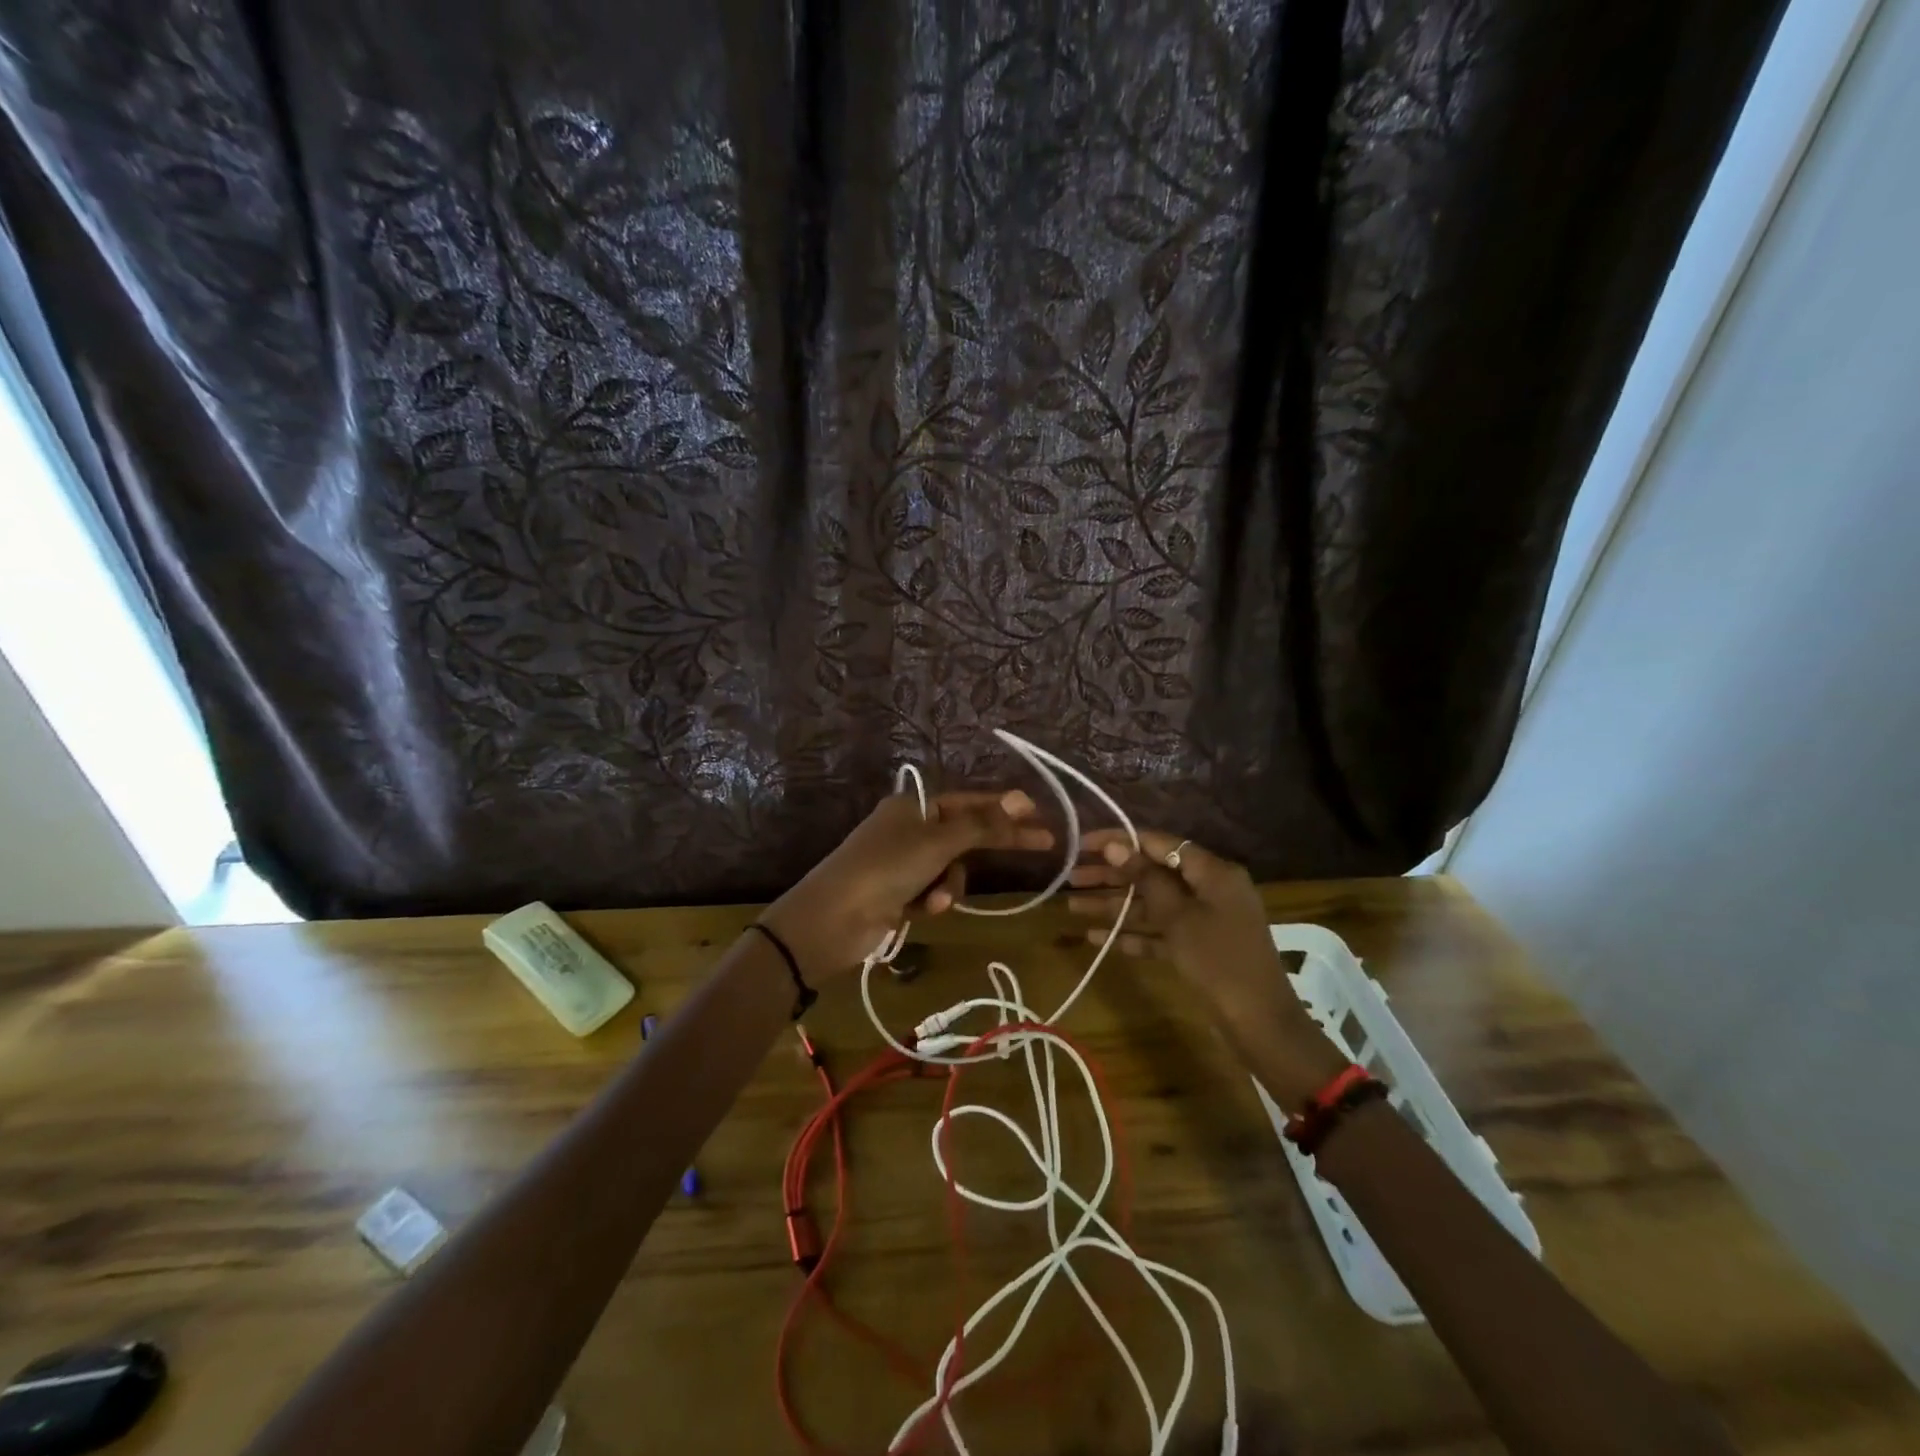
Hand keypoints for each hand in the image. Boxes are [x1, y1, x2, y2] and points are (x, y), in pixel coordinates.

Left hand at [762, 790, 1053, 981]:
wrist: (832, 919)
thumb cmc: (886, 868)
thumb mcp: (938, 842)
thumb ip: (983, 824)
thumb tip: (1022, 799)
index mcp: (915, 806)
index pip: (972, 801)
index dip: (1007, 807)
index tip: (1041, 815)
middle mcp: (909, 829)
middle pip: (965, 834)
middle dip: (989, 845)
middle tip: (1041, 845)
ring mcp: (903, 862)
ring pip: (952, 868)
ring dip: (952, 884)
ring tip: (938, 900)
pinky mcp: (899, 893)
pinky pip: (934, 891)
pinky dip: (934, 900)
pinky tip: (923, 911)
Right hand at [1066, 829, 1344, 1105]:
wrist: (1260, 1025)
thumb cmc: (1219, 962)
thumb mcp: (1179, 917)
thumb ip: (1146, 879)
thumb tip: (1116, 845)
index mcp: (1213, 872)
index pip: (1159, 844)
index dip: (1119, 841)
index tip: (1083, 843)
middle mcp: (1209, 889)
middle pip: (1153, 874)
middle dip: (1111, 876)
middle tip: (1070, 877)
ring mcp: (1204, 920)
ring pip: (1152, 904)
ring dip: (1114, 906)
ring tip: (1071, 907)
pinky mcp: (1198, 948)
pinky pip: (1160, 932)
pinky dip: (1132, 934)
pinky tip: (1096, 938)